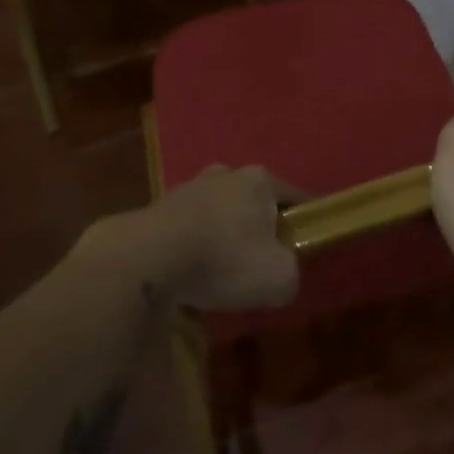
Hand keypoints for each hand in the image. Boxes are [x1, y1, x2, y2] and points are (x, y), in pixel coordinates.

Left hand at [127, 165, 305, 311]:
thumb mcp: (279, 278)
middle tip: (261, 260)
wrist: (147, 259)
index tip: (307, 244)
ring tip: (222, 271)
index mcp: (259, 180)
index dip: (304, 221)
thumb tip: (282, 275)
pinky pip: (189, 228)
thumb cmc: (224, 259)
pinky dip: (194, 246)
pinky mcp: (158, 208)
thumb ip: (291, 274)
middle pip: (253, 202)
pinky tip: (191, 273)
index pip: (295, 197)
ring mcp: (188, 188)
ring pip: (218, 212)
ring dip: (223, 235)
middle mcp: (225, 174)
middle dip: (259, 227)